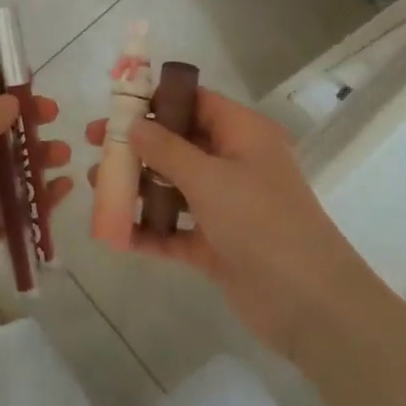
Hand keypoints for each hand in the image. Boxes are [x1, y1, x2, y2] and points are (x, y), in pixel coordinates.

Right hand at [84, 90, 362, 359]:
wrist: (309, 304)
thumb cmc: (261, 222)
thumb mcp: (209, 177)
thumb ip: (166, 148)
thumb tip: (134, 124)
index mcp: (243, 134)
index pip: (195, 102)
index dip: (156, 100)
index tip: (116, 107)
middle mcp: (235, 163)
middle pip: (178, 143)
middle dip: (137, 145)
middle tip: (95, 146)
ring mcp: (227, 206)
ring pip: (173, 186)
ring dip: (137, 186)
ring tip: (96, 187)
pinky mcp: (218, 244)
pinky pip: (176, 229)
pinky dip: (149, 230)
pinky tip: (116, 233)